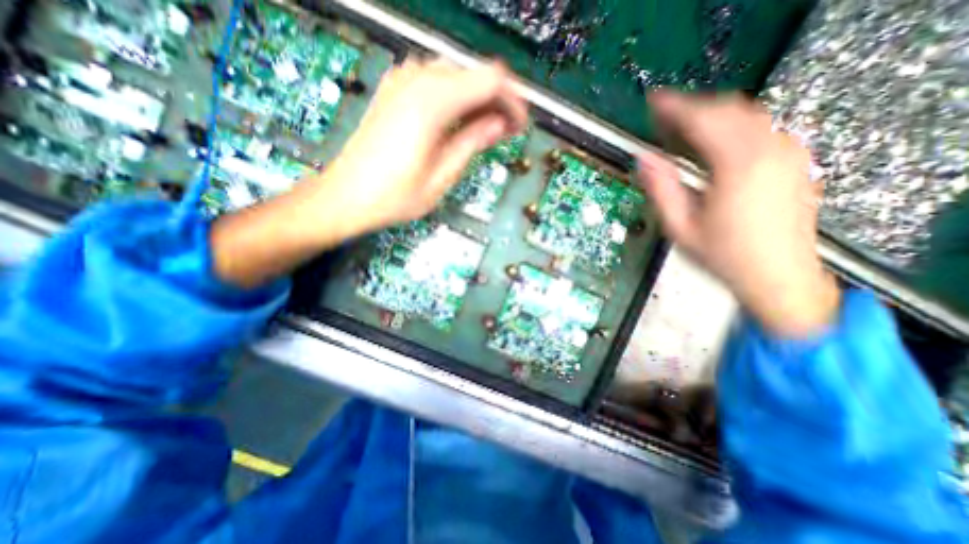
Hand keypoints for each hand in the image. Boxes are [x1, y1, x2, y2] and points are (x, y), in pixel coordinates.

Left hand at [212, 56, 529, 288]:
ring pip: (457, 76)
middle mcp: (416, 80)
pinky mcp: (395, 91)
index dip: (513, 100)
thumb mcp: (441, 176)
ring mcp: (402, 82)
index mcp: (431, 103)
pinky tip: (460, 123)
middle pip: (474, 74)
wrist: (344, 196)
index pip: (490, 81)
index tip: (521, 126)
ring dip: (478, 100)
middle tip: (508, 133)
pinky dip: (457, 99)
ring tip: (488, 131)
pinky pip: (437, 83)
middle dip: (498, 101)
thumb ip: (472, 143)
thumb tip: (500, 124)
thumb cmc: (393, 196)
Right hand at [641, 94, 835, 339]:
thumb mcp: (679, 227)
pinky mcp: (794, 160)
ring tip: (681, 129)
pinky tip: (712, 142)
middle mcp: (769, 150)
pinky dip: (730, 125)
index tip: (652, 101)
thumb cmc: (722, 255)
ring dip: (710, 115)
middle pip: (727, 109)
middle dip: (691, 108)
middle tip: (661, 119)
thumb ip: (660, 188)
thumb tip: (642, 158)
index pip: (703, 119)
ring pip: (746, 114)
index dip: (674, 107)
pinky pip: (760, 127)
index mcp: (738, 166)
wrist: (778, 276)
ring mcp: (788, 152)